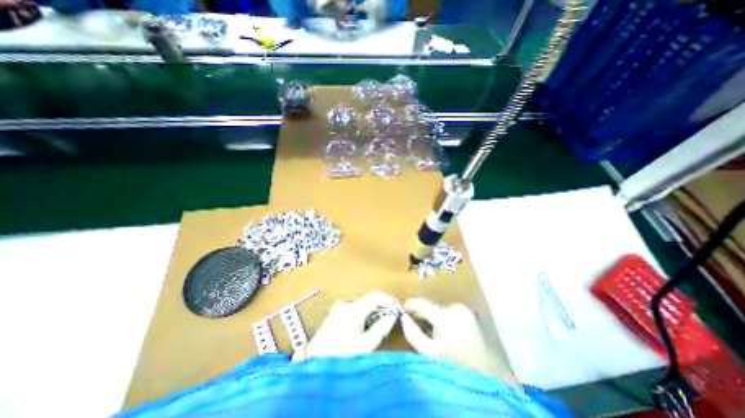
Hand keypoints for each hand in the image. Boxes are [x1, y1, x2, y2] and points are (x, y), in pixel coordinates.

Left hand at [300, 293, 401, 359]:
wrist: (314, 364)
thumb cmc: (343, 355)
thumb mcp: (366, 345)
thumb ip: (381, 328)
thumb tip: (392, 316)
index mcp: (356, 307)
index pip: (377, 295)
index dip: (389, 301)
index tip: (397, 312)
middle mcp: (347, 303)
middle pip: (369, 300)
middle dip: (381, 308)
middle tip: (389, 321)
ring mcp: (339, 308)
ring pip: (361, 305)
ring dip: (371, 312)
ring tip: (378, 327)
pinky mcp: (333, 315)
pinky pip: (353, 310)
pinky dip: (362, 315)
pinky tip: (363, 329)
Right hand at [402, 297, 519, 384]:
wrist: (489, 378)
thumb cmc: (455, 367)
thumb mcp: (429, 354)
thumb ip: (413, 333)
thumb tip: (404, 317)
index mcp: (445, 316)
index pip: (422, 303)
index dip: (410, 305)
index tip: (402, 310)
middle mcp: (456, 308)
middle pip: (432, 306)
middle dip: (422, 314)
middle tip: (414, 322)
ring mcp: (465, 311)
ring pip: (441, 309)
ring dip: (433, 317)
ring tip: (429, 330)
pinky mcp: (471, 315)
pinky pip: (450, 313)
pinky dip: (443, 319)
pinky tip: (442, 331)